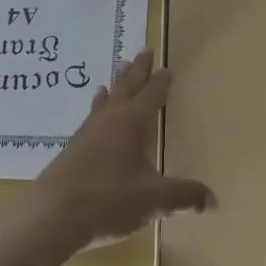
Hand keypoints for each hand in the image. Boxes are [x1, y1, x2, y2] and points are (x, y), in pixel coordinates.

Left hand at [29, 50, 214, 252]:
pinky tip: (94, 114)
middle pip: (127, 87)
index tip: (166, 67)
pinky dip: (97, 107)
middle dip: (138, 69)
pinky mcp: (72, 149)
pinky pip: (91, 117)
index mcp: (133, 123)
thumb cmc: (108, 200)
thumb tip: (213, 201)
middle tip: (144, 50)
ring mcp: (87, 132)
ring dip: (116, 84)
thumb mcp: (153, 200)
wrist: (52, 215)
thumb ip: (184, 197)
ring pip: (106, 99)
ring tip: (118, 69)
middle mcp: (110, 119)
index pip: (151, 95)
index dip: (160, 82)